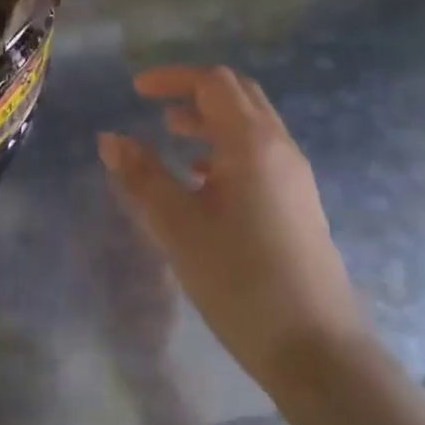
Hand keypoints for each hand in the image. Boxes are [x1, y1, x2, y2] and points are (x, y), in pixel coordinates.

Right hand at [98, 66, 369, 386]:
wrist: (314, 346)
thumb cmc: (239, 279)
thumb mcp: (177, 226)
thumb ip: (141, 177)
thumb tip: (110, 139)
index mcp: (252, 143)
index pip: (214, 83)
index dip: (173, 78)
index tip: (136, 90)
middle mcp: (280, 149)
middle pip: (239, 96)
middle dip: (194, 93)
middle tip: (155, 107)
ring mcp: (294, 177)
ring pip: (251, 127)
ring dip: (210, 122)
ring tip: (172, 138)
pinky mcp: (298, 205)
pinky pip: (259, 156)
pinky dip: (226, 150)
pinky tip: (202, 182)